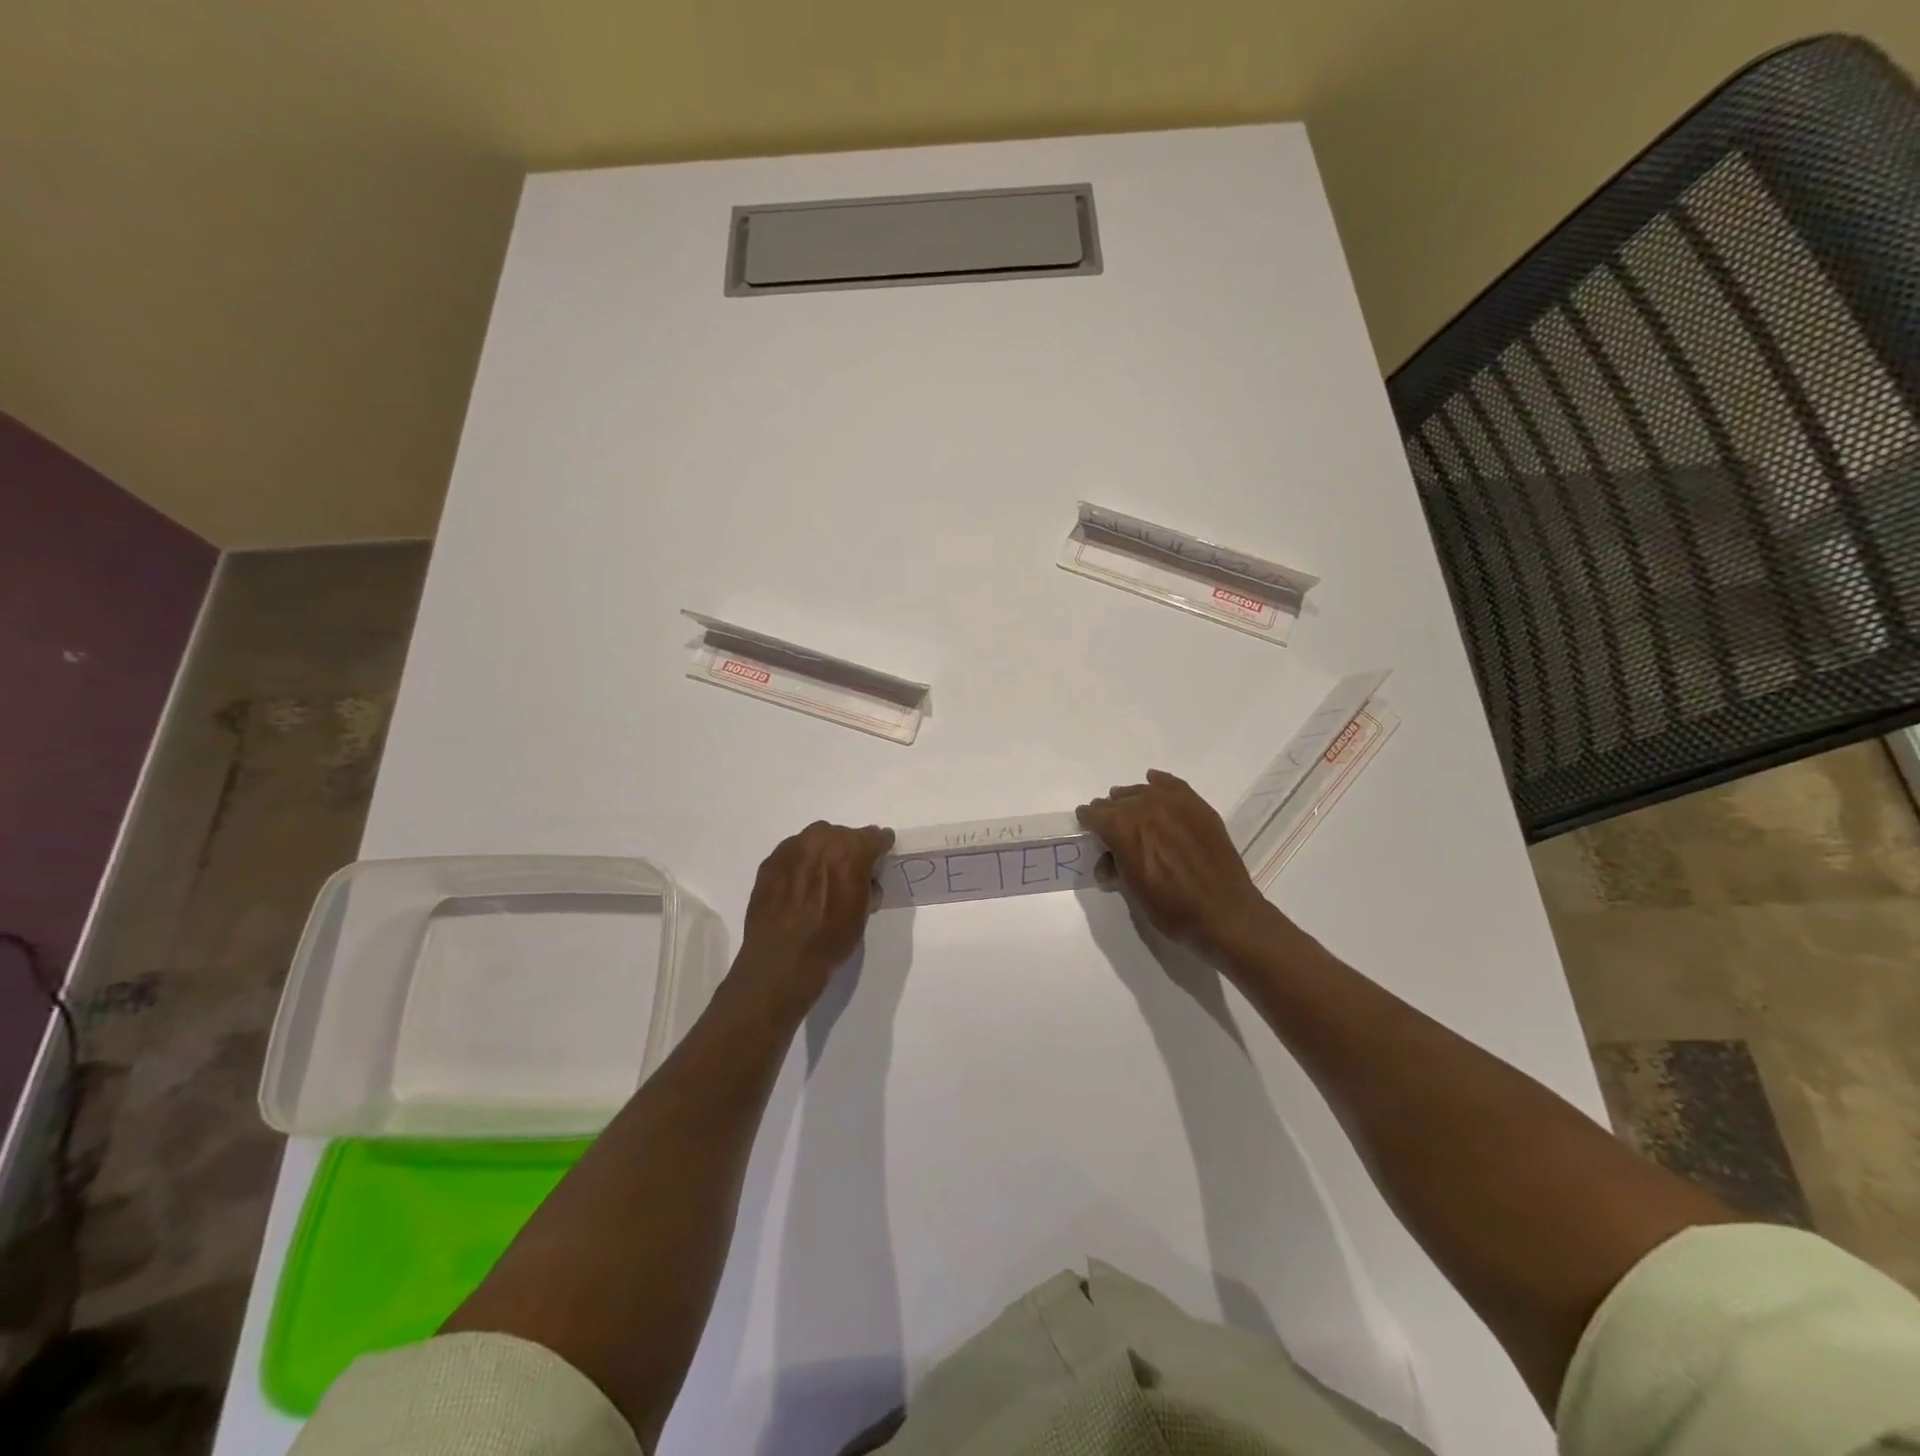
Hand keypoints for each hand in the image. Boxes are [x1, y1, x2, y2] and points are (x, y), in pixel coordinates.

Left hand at [734, 821, 894, 1014]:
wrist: (781, 960)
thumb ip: (867, 884)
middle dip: (849, 850)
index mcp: (851, 851)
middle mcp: (821, 840)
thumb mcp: (863, 912)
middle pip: (843, 835)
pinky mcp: (770, 861)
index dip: (880, 848)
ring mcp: (791, 848)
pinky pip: (793, 854)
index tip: (880, 857)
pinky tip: (798, 887)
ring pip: (816, 840)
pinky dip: (800, 864)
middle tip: (848, 874)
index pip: (874, 836)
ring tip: (820, 880)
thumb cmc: (830, 939)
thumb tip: (864, 877)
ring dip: (823, 854)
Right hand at [1077, 770, 1281, 963]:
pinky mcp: (1197, 805)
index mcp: (1122, 827)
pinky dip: (1159, 784)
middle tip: (1109, 826)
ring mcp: (1174, 802)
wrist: (1224, 913)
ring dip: (1132, 800)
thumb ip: (1115, 867)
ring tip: (1132, 810)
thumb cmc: (1171, 908)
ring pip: (1142, 790)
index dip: (1088, 821)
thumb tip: (1106, 862)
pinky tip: (1154, 783)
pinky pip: (1172, 785)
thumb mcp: (1132, 891)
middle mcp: (1144, 806)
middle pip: (1116, 801)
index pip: (1094, 815)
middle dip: (1109, 812)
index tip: (1086, 826)